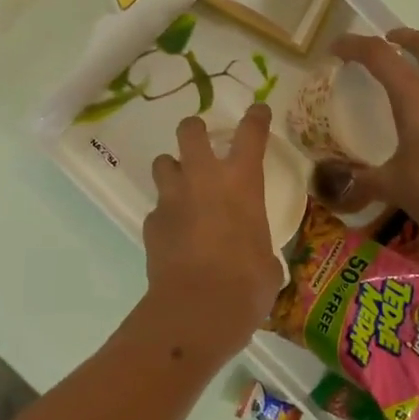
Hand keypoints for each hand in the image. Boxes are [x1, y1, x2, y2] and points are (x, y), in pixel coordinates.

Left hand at [133, 105, 282, 367]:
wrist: (197, 309)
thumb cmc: (247, 284)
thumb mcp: (267, 263)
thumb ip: (260, 248)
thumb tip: (258, 260)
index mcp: (241, 182)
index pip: (251, 133)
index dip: (256, 118)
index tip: (258, 110)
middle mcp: (203, 179)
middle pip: (190, 131)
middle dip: (195, 130)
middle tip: (202, 142)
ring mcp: (172, 199)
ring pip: (164, 163)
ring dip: (174, 170)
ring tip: (183, 188)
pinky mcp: (151, 223)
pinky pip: (157, 208)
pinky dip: (166, 216)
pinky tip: (175, 235)